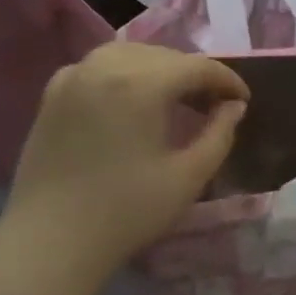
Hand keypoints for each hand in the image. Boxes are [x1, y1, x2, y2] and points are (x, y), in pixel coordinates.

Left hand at [0, 42, 248, 275]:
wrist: (52, 240)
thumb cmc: (128, 211)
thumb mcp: (189, 176)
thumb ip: (219, 134)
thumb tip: (234, 107)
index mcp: (141, 83)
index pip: (197, 66)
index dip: (227, 80)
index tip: (244, 101)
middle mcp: (105, 66)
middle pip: (164, 55)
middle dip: (195, 75)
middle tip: (214, 105)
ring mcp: (74, 76)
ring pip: (130, 55)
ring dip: (160, 70)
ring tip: (177, 100)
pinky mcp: (53, 93)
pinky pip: (99, 67)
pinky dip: (125, 74)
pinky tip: (133, 101)